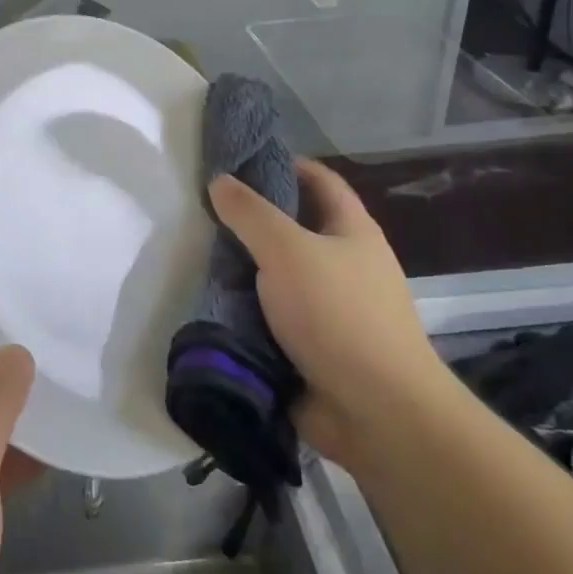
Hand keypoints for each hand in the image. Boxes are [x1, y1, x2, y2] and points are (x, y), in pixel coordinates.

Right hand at [209, 158, 442, 463]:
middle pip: (295, 228)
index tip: (239, 162)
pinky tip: (210, 303)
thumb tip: (220, 181)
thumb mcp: (288, 250)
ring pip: (278, 275)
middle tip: (204, 213)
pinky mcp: (310, 345)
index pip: (320, 180)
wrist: (375, 410)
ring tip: (197, 255)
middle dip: (252, 220)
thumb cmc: (338, 315)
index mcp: (352, 231)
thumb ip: (251, 214)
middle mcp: (344, 264)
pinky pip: (271, 316)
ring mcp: (329, 308)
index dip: (285, 164)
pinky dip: (245, 309)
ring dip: (244, 268)